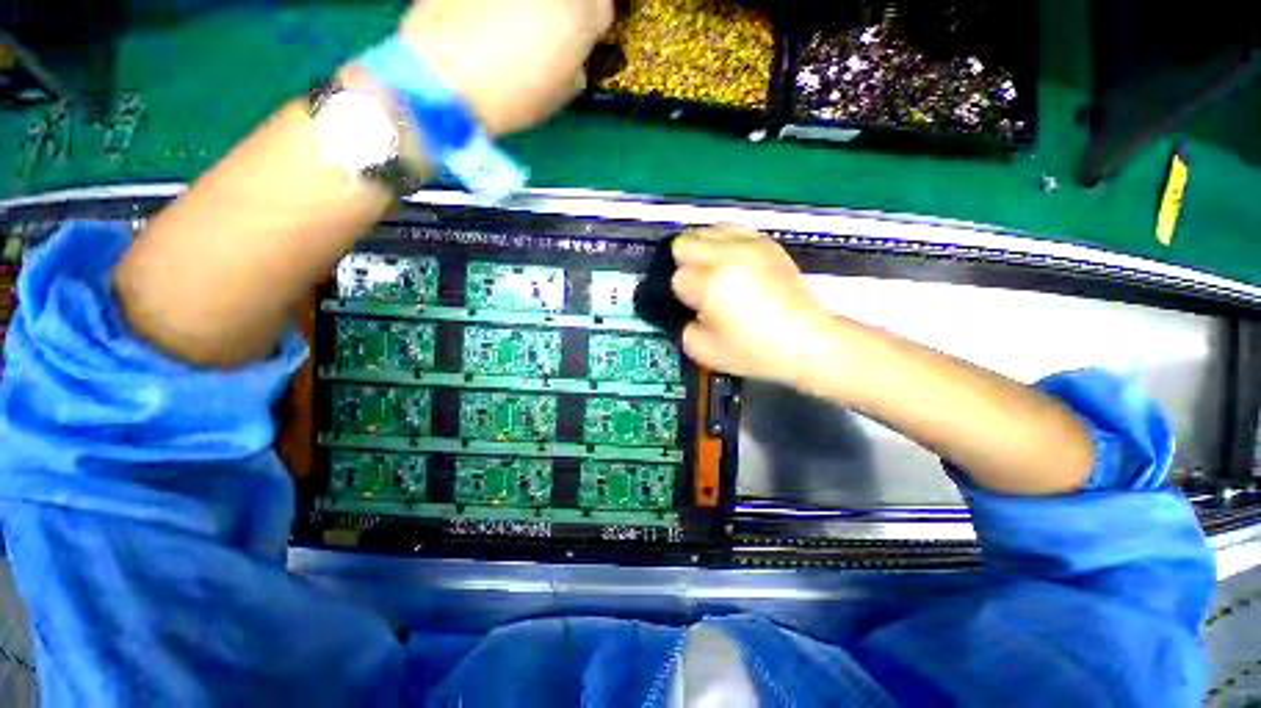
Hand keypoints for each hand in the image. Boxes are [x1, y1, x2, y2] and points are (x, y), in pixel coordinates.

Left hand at [398, 0, 613, 135]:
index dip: (592, 26)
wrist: (444, 75)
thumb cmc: (511, 97)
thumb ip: (576, 67)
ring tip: (518, 23)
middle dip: (569, 8)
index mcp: (580, 15)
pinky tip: (491, 15)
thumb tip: (574, 58)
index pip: (603, 9)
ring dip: (536, 5)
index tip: (581, 41)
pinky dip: (501, 4)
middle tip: (551, 28)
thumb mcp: (558, 95)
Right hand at [670, 226, 837, 386]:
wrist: (804, 340)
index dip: (681, 294)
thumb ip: (681, 326)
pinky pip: (732, 230)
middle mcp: (725, 255)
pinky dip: (724, 243)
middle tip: (697, 286)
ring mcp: (748, 245)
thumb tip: (682, 308)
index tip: (692, 306)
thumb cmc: (753, 351)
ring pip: (706, 231)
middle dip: (683, 264)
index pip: (676, 277)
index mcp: (709, 283)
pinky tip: (732, 263)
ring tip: (713, 272)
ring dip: (702, 251)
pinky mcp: (765, 243)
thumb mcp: (703, 350)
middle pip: (684, 243)